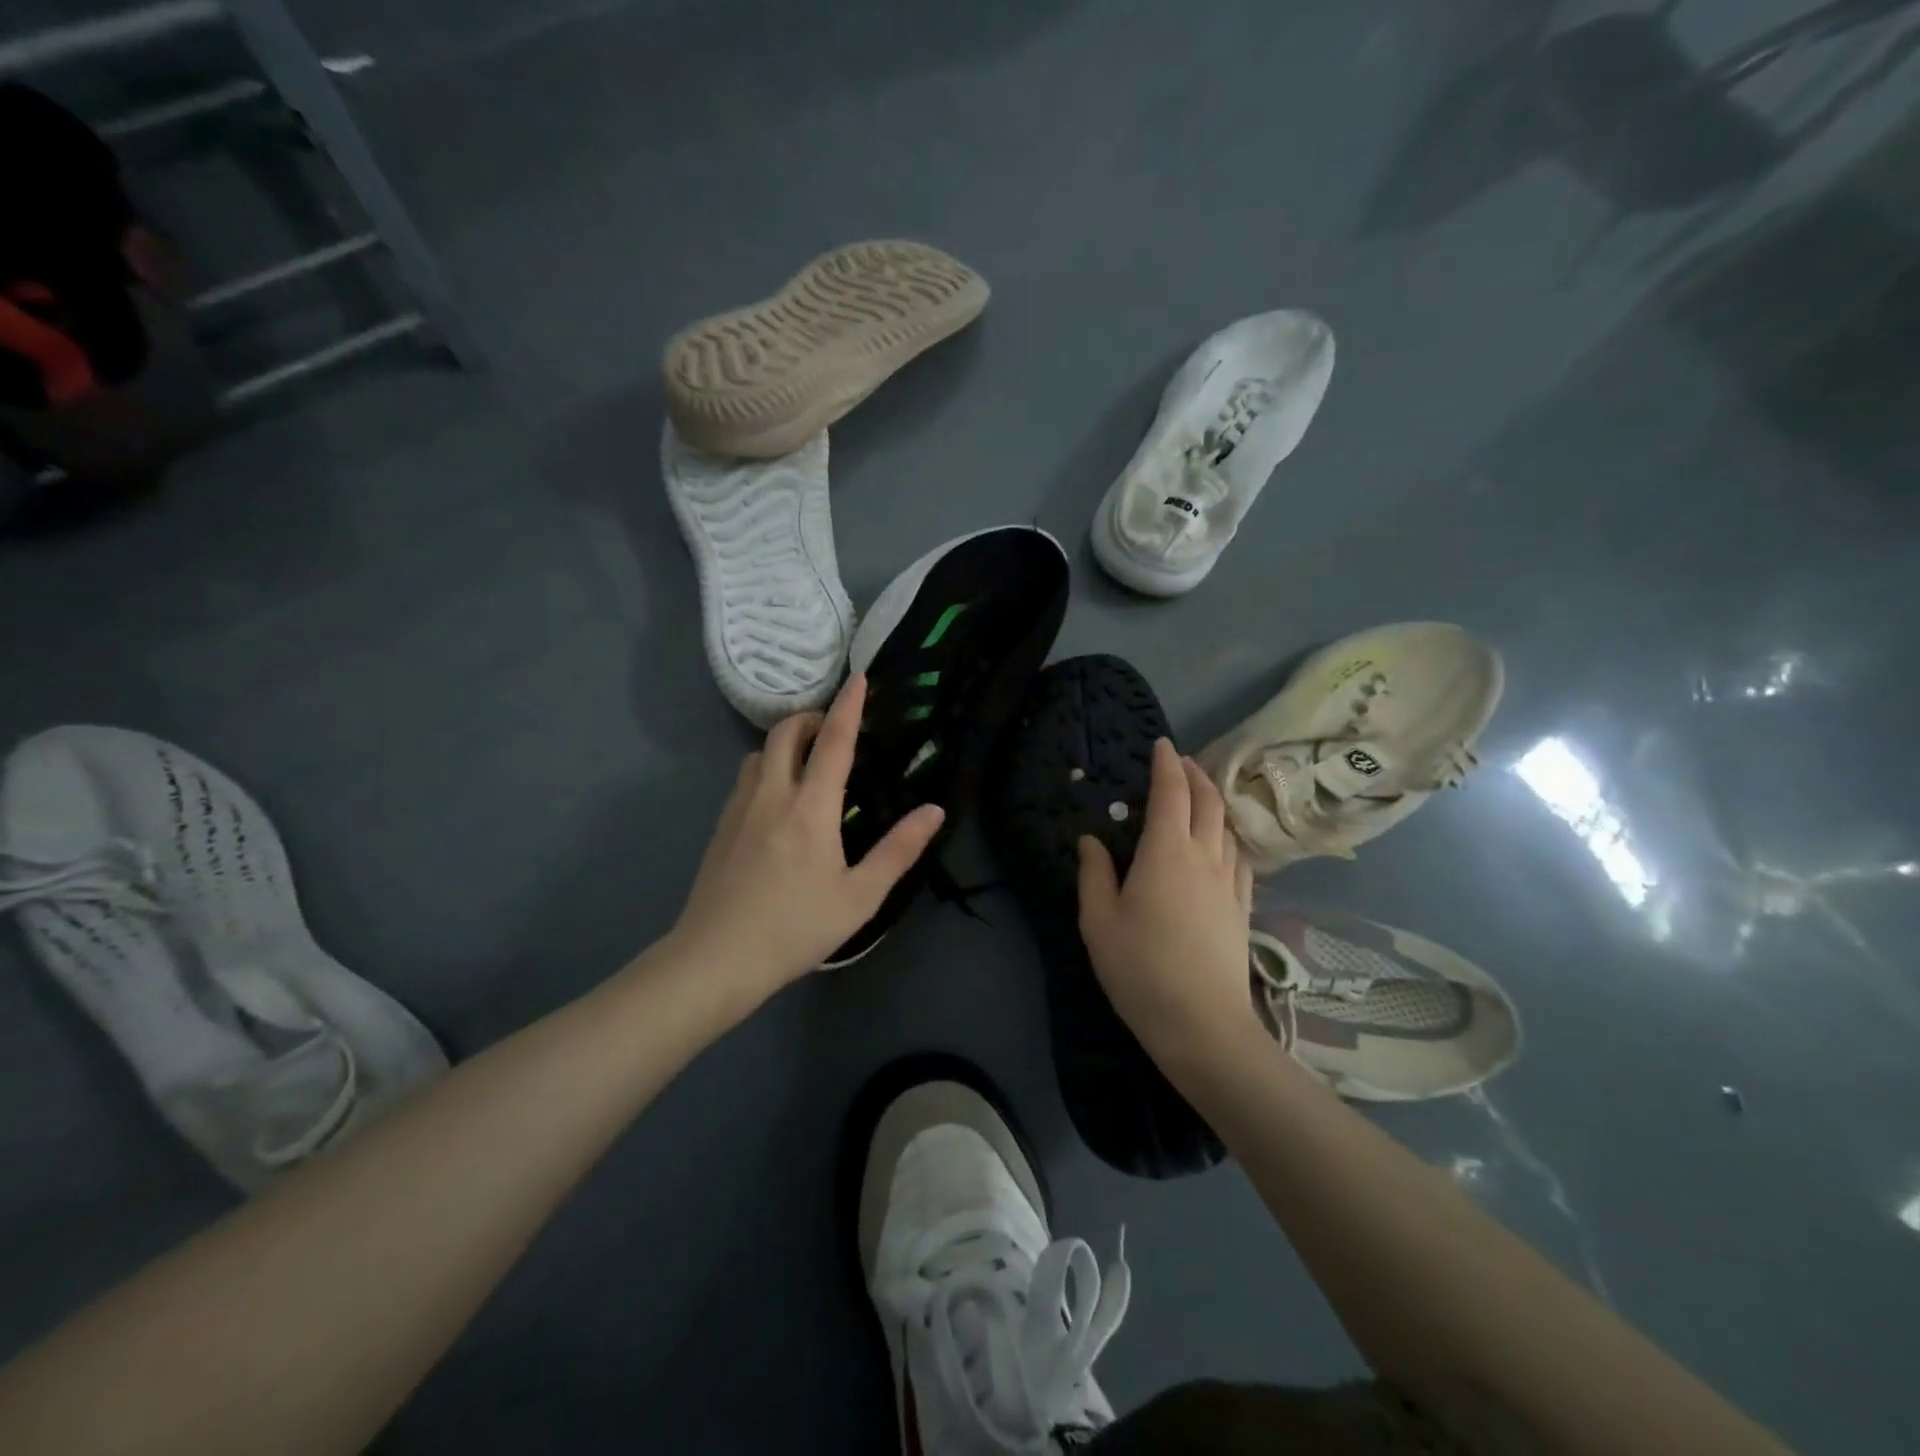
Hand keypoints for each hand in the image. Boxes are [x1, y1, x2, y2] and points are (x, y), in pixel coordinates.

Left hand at [667, 674, 944, 1000]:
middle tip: (833, 729)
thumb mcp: (860, 897)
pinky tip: (777, 801)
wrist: (717, 959)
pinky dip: (766, 768)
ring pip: (759, 753)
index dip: (849, 707)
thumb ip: (899, 850)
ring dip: (785, 744)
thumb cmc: (796, 928)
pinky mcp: (720, 827)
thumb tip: (934, 810)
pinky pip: (745, 778)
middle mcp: (772, 795)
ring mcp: (739, 809)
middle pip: (786, 733)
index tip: (859, 679)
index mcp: (811, 808)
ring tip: (807, 763)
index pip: (834, 742)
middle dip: (811, 717)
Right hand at [1077, 738, 1260, 1068]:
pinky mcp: (1242, 908)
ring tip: (1202, 797)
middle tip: (1183, 761)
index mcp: (1166, 852)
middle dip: (1196, 775)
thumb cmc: (1140, 969)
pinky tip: (1223, 845)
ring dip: (1215, 803)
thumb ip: (1094, 874)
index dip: (1167, 765)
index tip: (1162, 745)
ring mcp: (1229, 883)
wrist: (1202, 1024)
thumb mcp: (1098, 921)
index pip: (1171, 793)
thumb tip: (1091, 840)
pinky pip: (1240, 858)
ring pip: (1228, 828)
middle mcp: (1203, 857)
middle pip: (1208, 803)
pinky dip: (1229, 837)